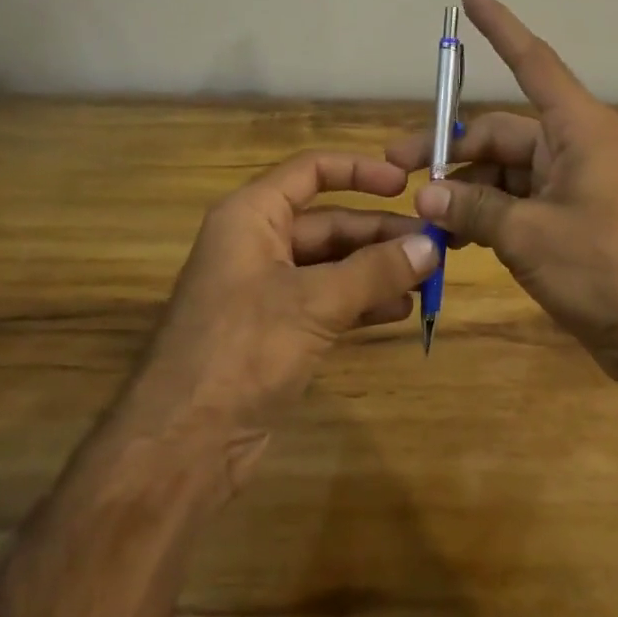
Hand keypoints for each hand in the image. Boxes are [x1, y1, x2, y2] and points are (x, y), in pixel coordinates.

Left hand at [129, 151, 438, 482]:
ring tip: (428, 279)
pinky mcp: (276, 331)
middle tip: (435, 247)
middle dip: (380, 234)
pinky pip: (327, 302)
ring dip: (377, 269)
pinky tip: (400, 311)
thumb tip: (431, 246)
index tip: (407, 185)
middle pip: (329, 222)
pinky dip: (362, 302)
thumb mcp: (314, 303)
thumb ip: (374, 271)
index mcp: (252, 216)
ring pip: (332, 265)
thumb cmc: (242, 351)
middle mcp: (258, 244)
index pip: (311, 171)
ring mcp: (266, 290)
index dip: (359, 171)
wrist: (182, 445)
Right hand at [386, 0, 617, 384]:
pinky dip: (483, 215)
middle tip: (398, 172)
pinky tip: (451, 240)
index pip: (532, 61)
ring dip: (463, 191)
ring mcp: (570, 185)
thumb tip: (424, 195)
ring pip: (501, 172)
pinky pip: (514, 203)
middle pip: (499, 131)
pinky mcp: (567, 220)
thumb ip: (472, 209)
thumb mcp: (528, 236)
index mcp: (576, 128)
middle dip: (449, 150)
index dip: (500, 27)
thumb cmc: (607, 269)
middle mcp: (572, 146)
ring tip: (423, 220)